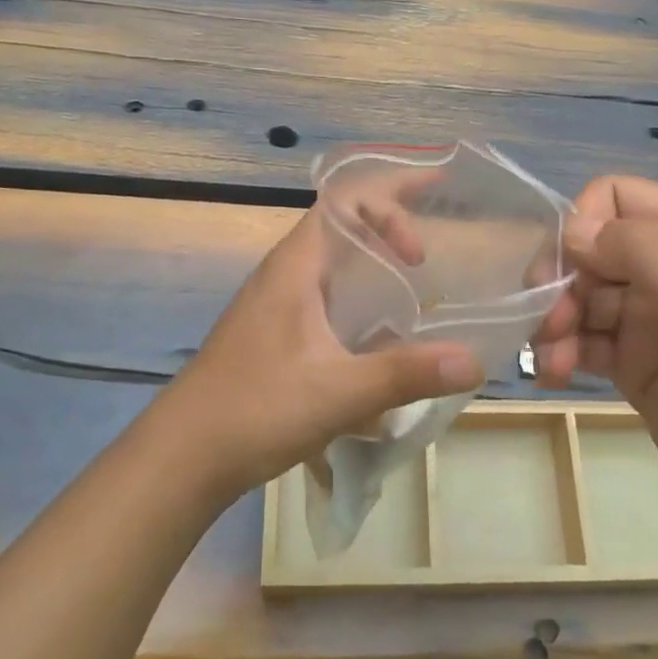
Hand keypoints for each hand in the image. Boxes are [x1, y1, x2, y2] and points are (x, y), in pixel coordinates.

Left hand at [151, 210, 482, 506]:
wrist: (183, 456)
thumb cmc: (256, 409)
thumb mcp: (338, 391)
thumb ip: (406, 373)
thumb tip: (474, 361)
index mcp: (296, 265)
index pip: (344, 202)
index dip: (389, 206)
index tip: (422, 250)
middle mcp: (286, 273)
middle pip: (343, 226)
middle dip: (391, 225)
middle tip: (436, 246)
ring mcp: (279, 305)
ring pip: (335, 265)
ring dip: (375, 265)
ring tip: (420, 284)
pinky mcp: (278, 335)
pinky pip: (328, 299)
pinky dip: (361, 302)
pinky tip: (384, 339)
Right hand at [531, 177, 657, 536]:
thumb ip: (637, 248)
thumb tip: (572, 230)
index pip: (615, 196)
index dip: (583, 225)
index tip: (569, 269)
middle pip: (588, 248)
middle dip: (561, 280)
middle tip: (547, 320)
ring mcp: (650, 316)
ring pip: (579, 295)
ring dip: (555, 321)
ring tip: (551, 358)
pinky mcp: (635, 362)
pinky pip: (584, 340)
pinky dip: (562, 351)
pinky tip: (554, 374)